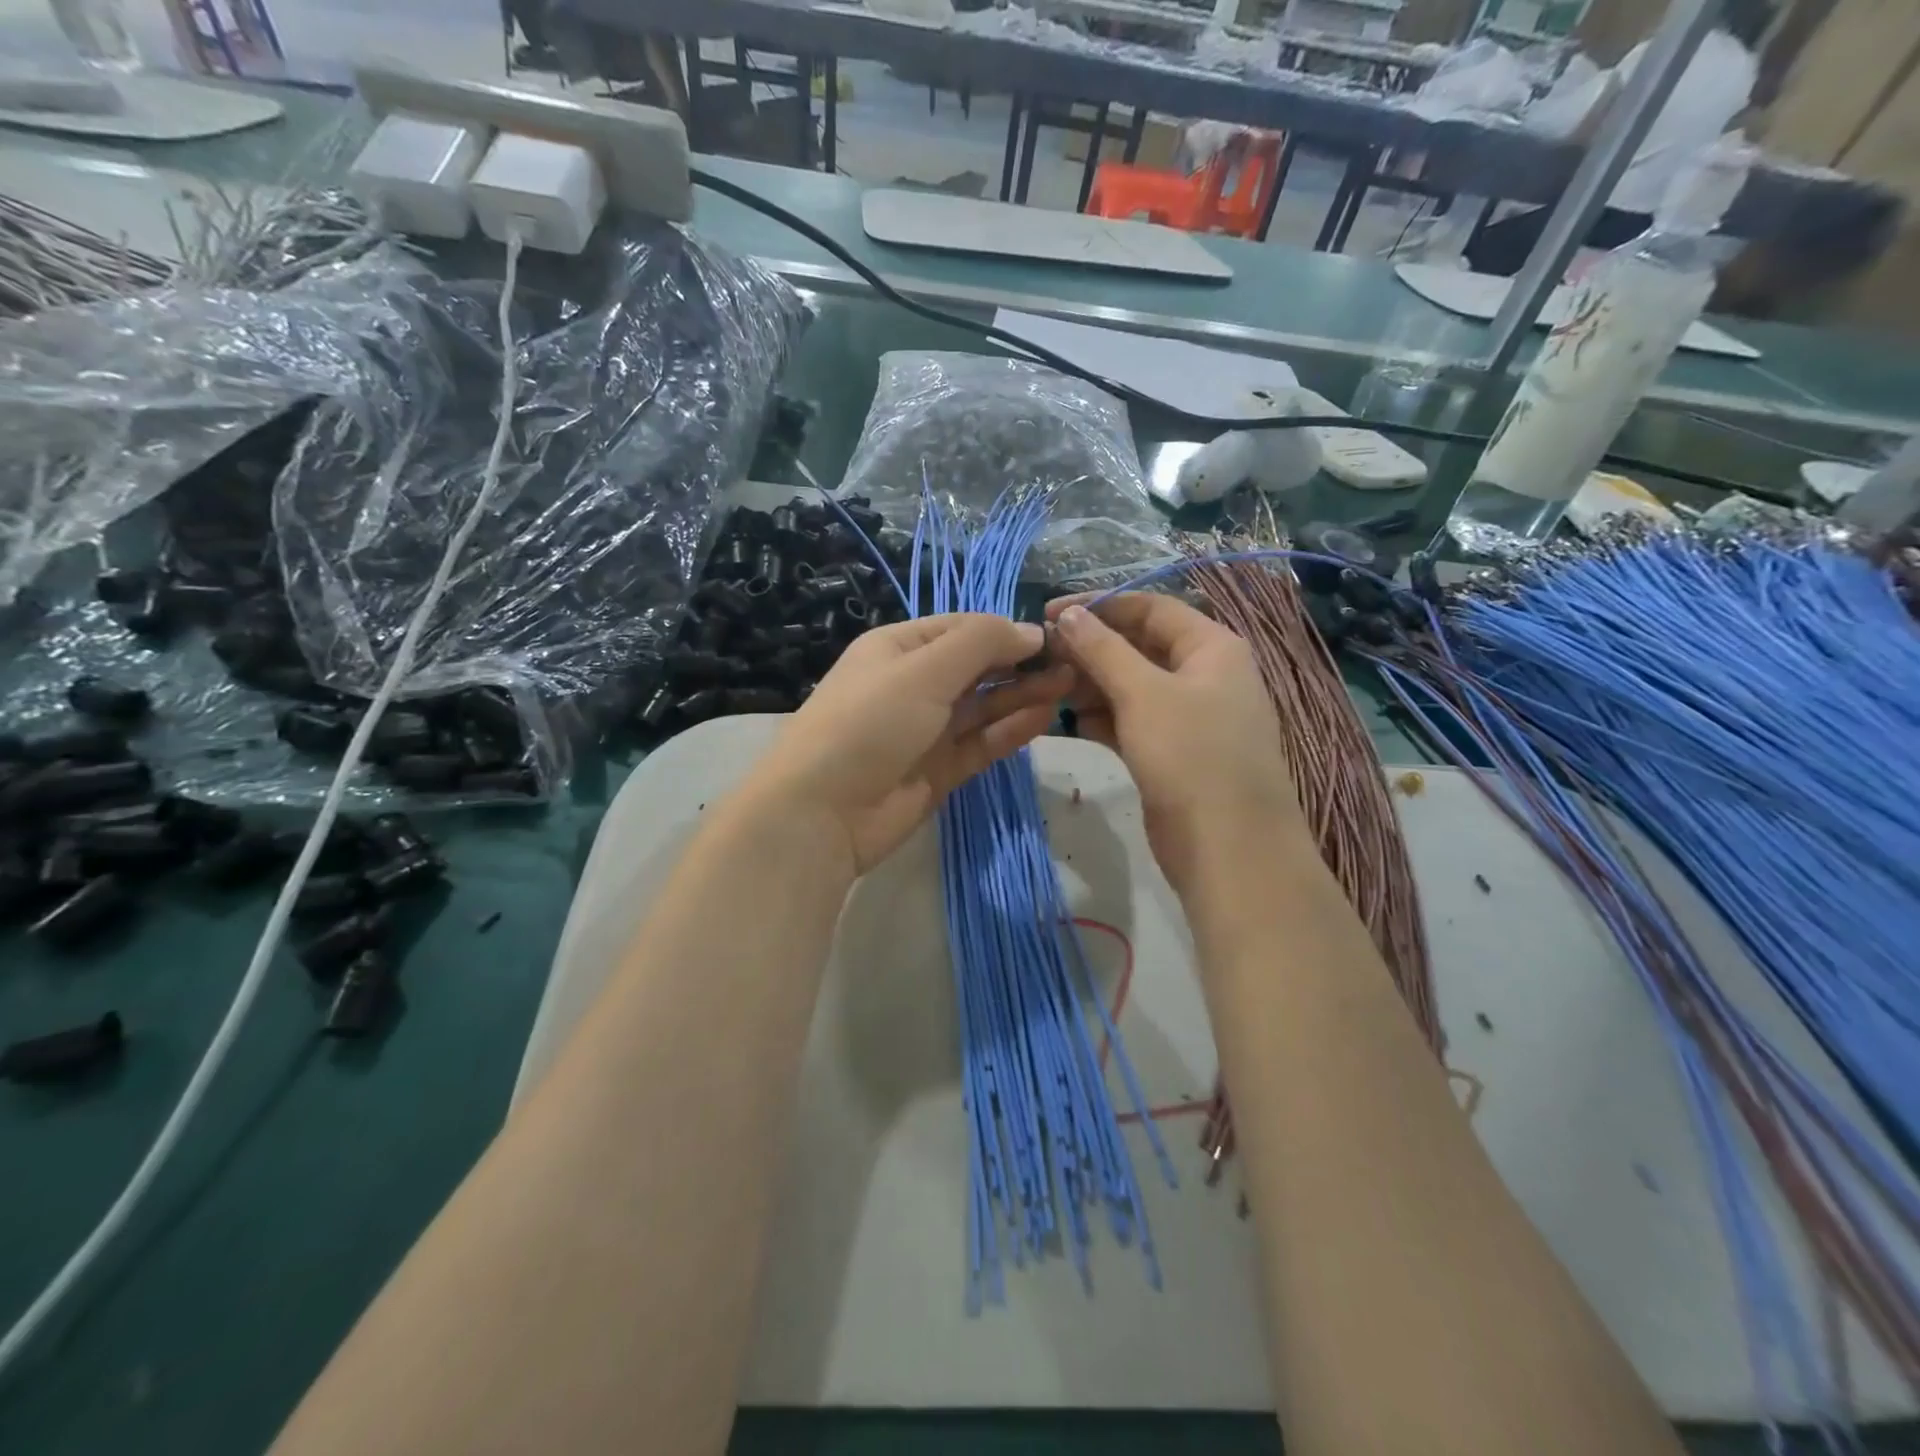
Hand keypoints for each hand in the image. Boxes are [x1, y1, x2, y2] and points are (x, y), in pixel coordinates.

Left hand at [741, 613, 1072, 877]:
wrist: (823, 811)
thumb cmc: (869, 722)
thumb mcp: (923, 670)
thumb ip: (979, 645)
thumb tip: (1030, 631)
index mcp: (899, 648)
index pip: (961, 628)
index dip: (1005, 630)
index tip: (1051, 637)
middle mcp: (914, 685)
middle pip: (977, 668)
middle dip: (1020, 664)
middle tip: (1074, 664)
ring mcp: (927, 730)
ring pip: (984, 707)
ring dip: (1023, 695)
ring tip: (1070, 687)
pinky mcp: (940, 770)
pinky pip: (982, 743)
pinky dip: (1011, 730)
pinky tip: (1044, 717)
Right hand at [1046, 594, 1300, 898]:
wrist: (1228, 847)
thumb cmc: (1191, 755)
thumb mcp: (1143, 693)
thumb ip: (1103, 649)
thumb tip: (1069, 615)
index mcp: (1211, 647)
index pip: (1150, 608)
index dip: (1099, 606)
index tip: (1048, 613)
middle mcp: (1203, 675)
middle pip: (1139, 647)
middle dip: (1091, 650)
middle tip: (1042, 657)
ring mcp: (1188, 717)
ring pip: (1131, 687)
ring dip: (1091, 685)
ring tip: (1048, 689)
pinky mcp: (1171, 753)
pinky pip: (1131, 722)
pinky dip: (1102, 719)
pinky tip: (1070, 723)